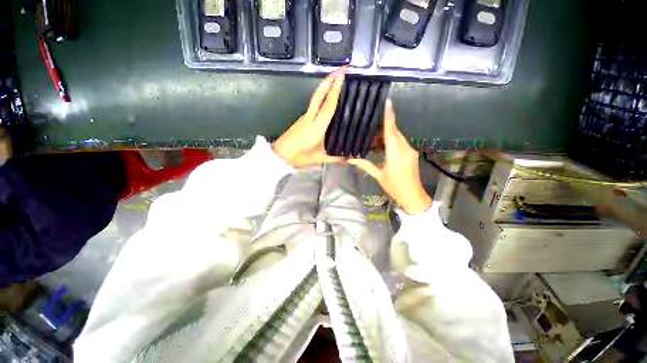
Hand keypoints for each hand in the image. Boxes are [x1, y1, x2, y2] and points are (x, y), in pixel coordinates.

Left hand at [273, 69, 345, 168]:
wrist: (279, 156)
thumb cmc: (299, 158)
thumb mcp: (320, 159)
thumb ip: (337, 158)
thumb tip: (353, 158)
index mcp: (316, 128)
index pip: (327, 107)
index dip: (335, 91)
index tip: (342, 76)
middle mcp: (309, 118)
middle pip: (318, 95)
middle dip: (329, 79)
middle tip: (342, 68)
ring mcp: (304, 117)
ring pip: (315, 98)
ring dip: (326, 85)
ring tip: (339, 79)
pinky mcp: (302, 118)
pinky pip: (314, 104)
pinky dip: (322, 95)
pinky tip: (330, 96)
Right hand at [348, 100, 431, 214]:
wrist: (413, 196)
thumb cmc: (394, 187)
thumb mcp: (378, 175)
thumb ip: (365, 165)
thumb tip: (350, 159)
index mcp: (395, 153)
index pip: (391, 131)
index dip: (389, 116)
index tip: (388, 102)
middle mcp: (405, 148)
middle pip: (395, 132)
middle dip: (385, 127)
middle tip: (372, 126)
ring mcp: (410, 150)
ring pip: (398, 137)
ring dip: (388, 135)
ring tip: (375, 139)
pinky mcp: (412, 154)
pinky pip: (401, 143)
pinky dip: (393, 141)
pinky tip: (385, 147)